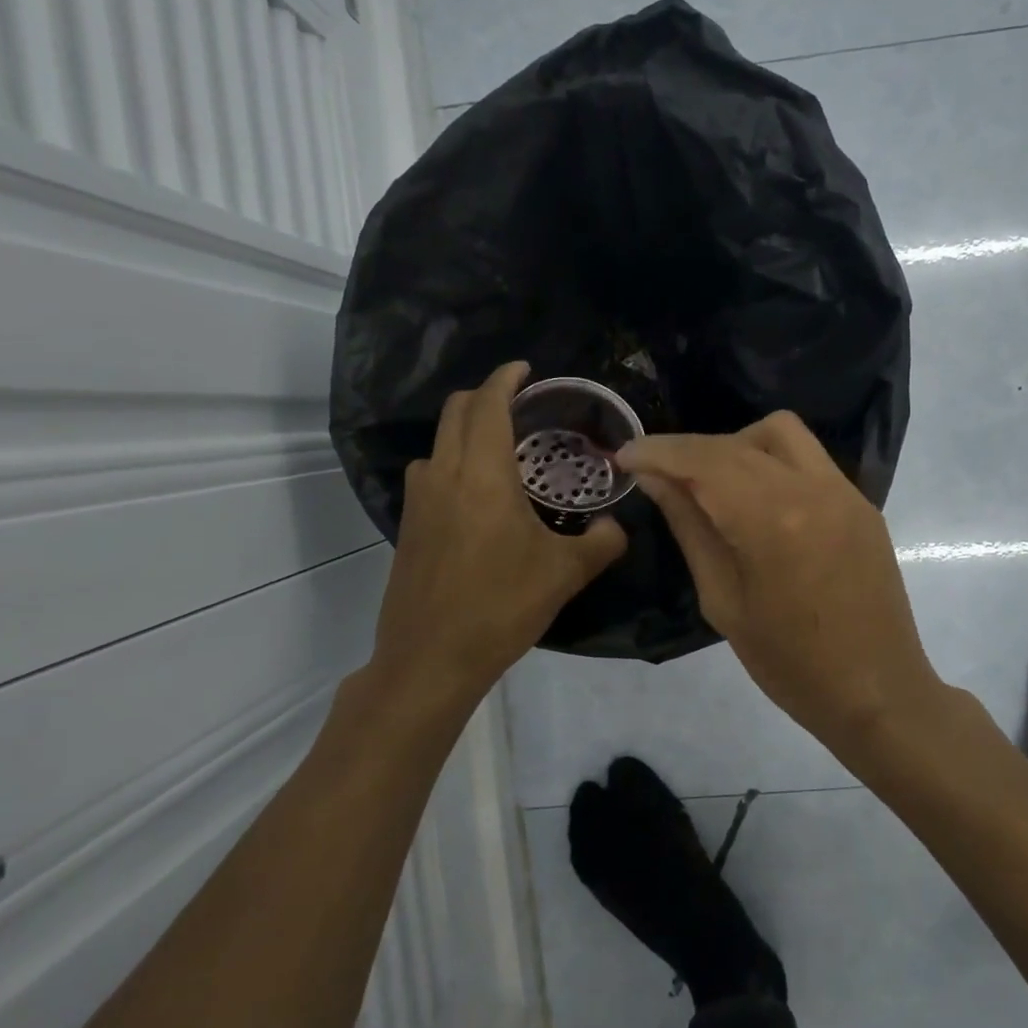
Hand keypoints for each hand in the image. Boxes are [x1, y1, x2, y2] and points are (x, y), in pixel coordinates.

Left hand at [368, 362, 626, 708]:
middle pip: (456, 411)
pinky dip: (452, 463)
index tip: (525, 369)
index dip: (505, 378)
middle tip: (519, 404)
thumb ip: (602, 542)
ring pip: (438, 442)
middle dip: (484, 396)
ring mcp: (419, 501)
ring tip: (500, 449)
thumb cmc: (502, 606)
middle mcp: (444, 475)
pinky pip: (430, 474)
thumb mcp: (565, 573)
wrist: (432, 658)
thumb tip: (619, 526)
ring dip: (465, 430)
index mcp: (483, 475)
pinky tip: (477, 497)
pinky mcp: (408, 526)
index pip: (488, 404)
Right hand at [618, 412, 944, 744]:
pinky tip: (757, 501)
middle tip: (659, 476)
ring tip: (713, 484)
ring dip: (736, 445)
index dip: (659, 451)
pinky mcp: (861, 503)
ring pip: (780, 433)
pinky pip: (808, 459)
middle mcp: (812, 488)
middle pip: (737, 441)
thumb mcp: (722, 600)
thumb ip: (690, 528)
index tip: (625, 455)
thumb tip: (656, 479)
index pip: (704, 459)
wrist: (876, 692)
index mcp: (772, 520)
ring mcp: (844, 491)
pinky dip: (771, 463)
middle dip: (690, 450)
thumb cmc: (789, 664)